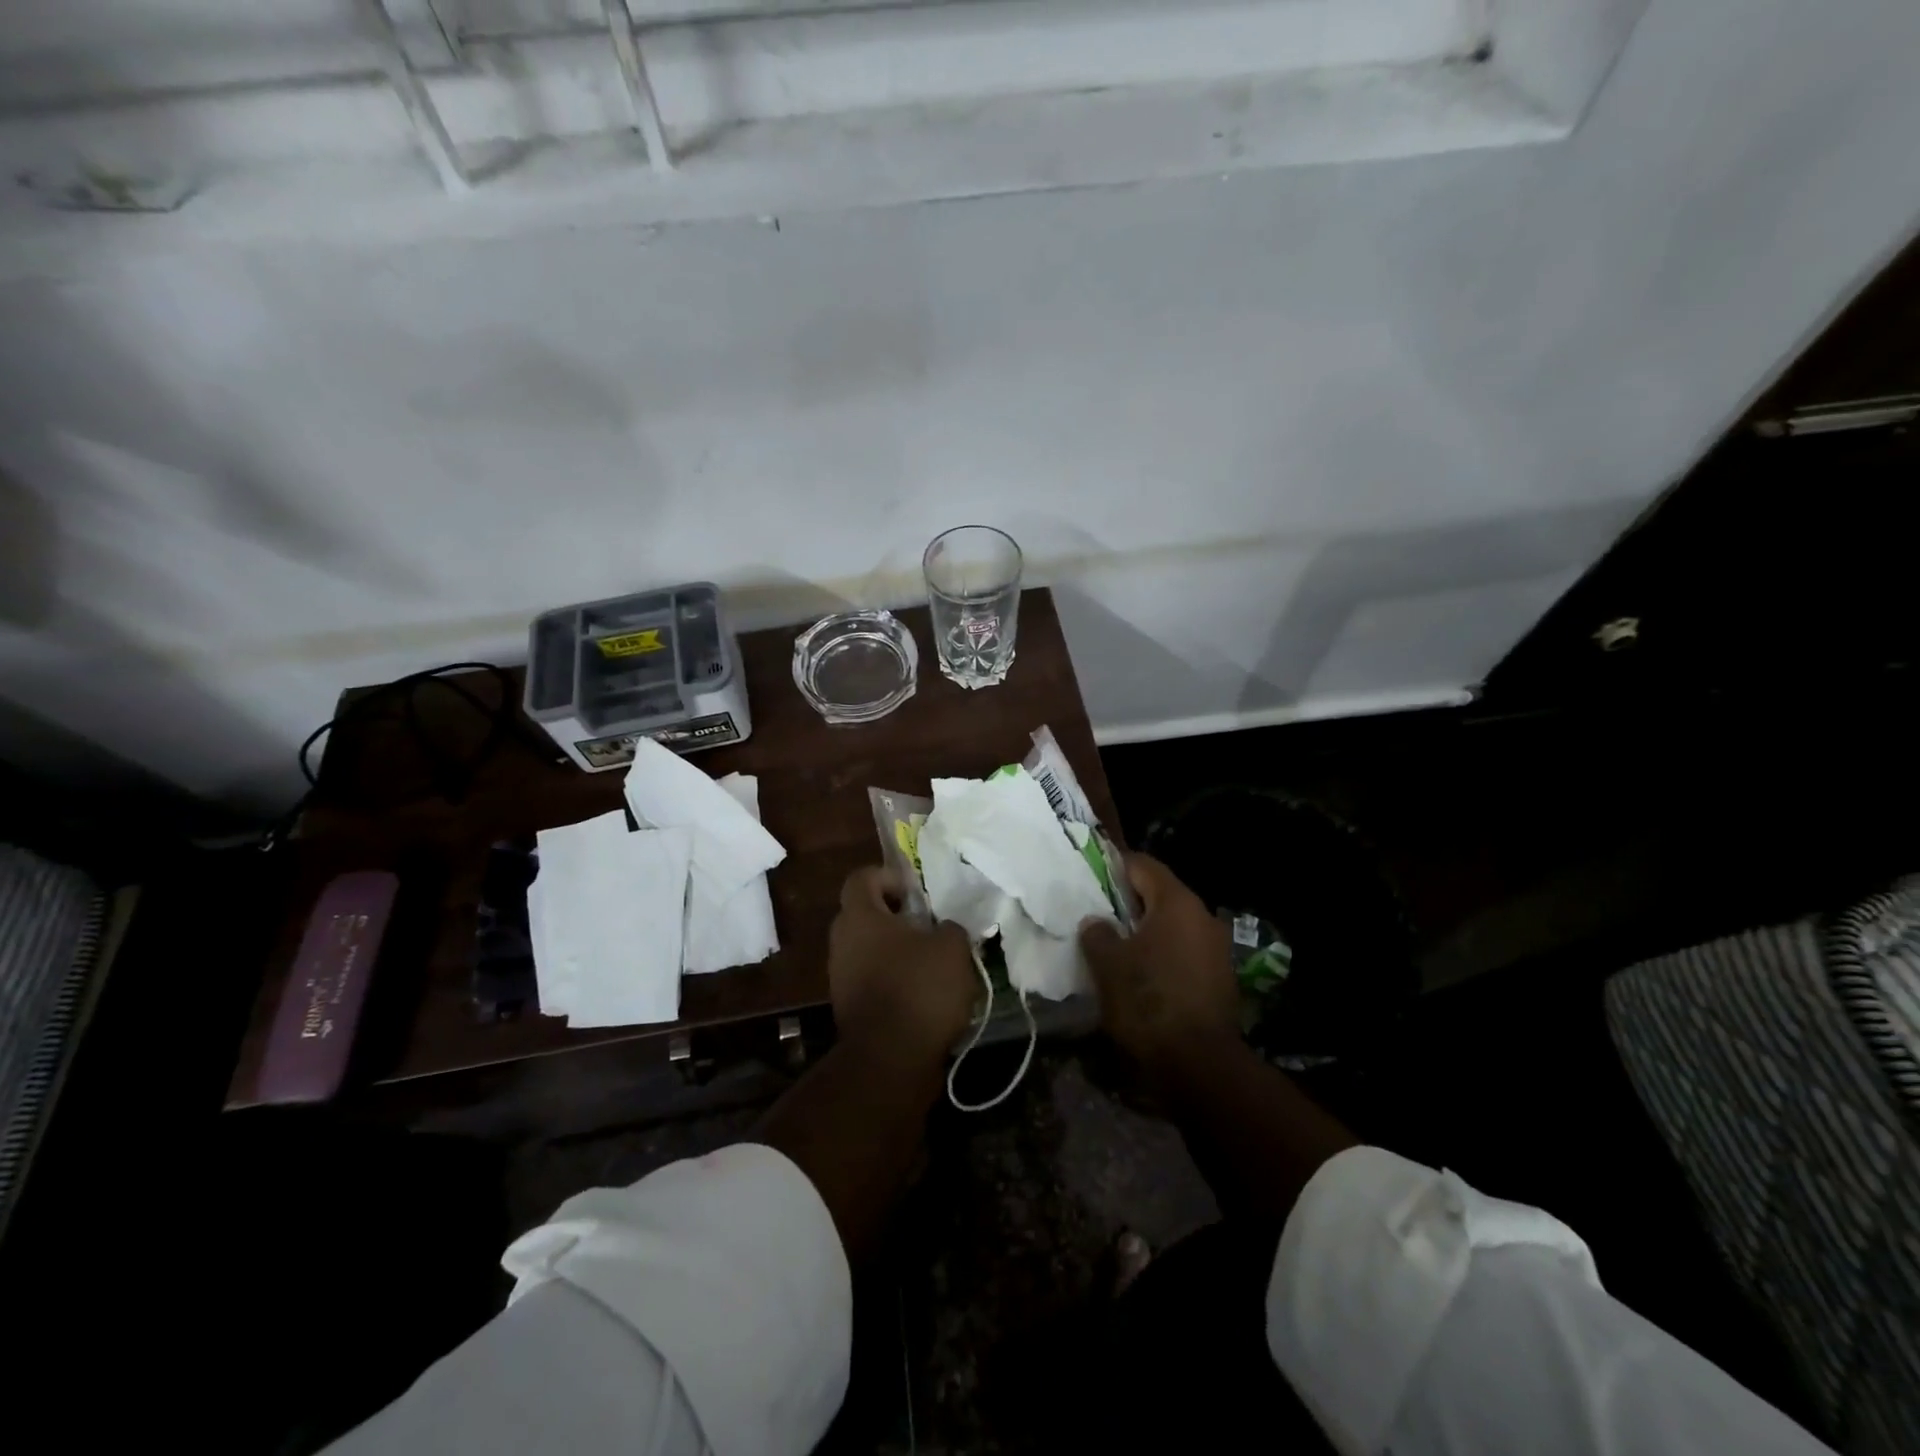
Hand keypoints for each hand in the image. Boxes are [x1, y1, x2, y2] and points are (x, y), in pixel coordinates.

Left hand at [828, 866, 979, 1057]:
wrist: (890, 1060)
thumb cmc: (919, 988)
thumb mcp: (952, 947)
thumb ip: (949, 928)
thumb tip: (943, 930)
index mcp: (860, 917)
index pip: (861, 878)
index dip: (888, 876)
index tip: (915, 892)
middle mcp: (842, 942)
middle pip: (864, 914)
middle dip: (895, 916)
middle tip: (927, 926)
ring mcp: (841, 977)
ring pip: (868, 949)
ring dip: (895, 951)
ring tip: (931, 964)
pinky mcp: (849, 1008)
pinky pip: (871, 979)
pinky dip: (893, 980)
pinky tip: (923, 994)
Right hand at [1080, 854, 1238, 1077]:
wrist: (1199, 1063)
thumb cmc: (1148, 1001)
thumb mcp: (1108, 965)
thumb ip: (1097, 934)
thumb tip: (1096, 923)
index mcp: (1177, 903)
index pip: (1144, 866)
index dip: (1116, 866)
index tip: (1093, 876)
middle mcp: (1203, 917)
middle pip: (1161, 895)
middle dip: (1130, 902)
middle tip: (1100, 914)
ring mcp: (1217, 949)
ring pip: (1174, 926)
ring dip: (1147, 931)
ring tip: (1118, 947)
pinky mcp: (1221, 978)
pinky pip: (1185, 952)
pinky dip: (1164, 955)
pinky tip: (1143, 975)